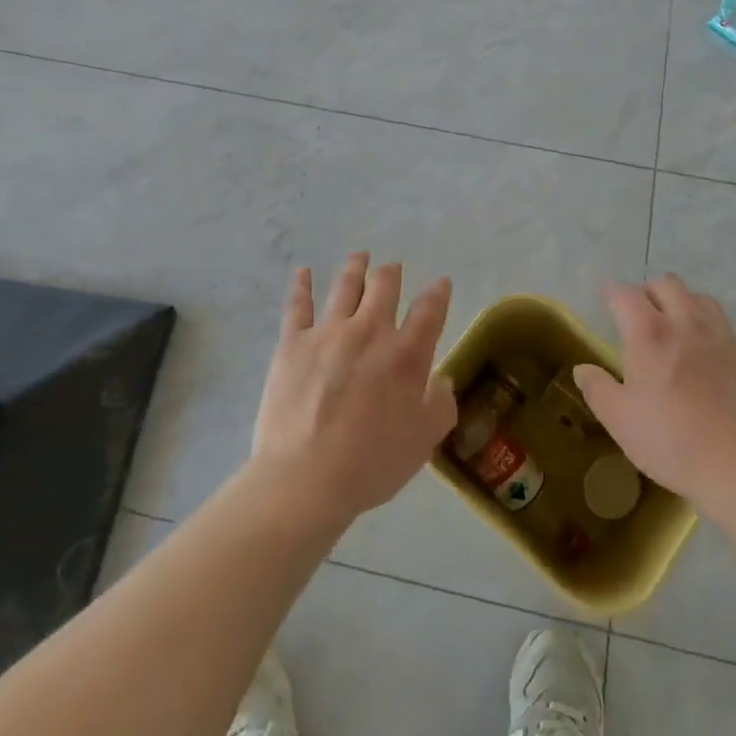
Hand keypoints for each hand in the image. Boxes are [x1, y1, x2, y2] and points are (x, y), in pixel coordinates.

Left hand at [253, 254, 457, 529]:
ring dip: (355, 267)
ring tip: (359, 257)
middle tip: (392, 268)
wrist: (306, 478)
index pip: (430, 310)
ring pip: (345, 285)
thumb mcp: (424, 441)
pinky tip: (302, 272)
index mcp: (406, 354)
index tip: (441, 283)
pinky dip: (301, 285)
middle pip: (384, 285)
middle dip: (391, 272)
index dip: (438, 292)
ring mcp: (329, 332)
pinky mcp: (293, 342)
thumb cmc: (372, 463)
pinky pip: (298, 305)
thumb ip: (441, 404)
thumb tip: (442, 380)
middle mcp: (370, 331)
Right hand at [573, 275, 735, 510]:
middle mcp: (687, 324)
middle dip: (649, 291)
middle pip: (667, 285)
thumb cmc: (671, 442)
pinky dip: (709, 332)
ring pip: (701, 300)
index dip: (612, 291)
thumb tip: (582, 369)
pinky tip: (707, 358)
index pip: (626, 295)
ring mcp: (723, 339)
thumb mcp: (620, 420)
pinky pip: (725, 330)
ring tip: (675, 325)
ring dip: (683, 303)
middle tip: (640, 313)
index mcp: (650, 334)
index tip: (606, 295)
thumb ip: (597, 389)